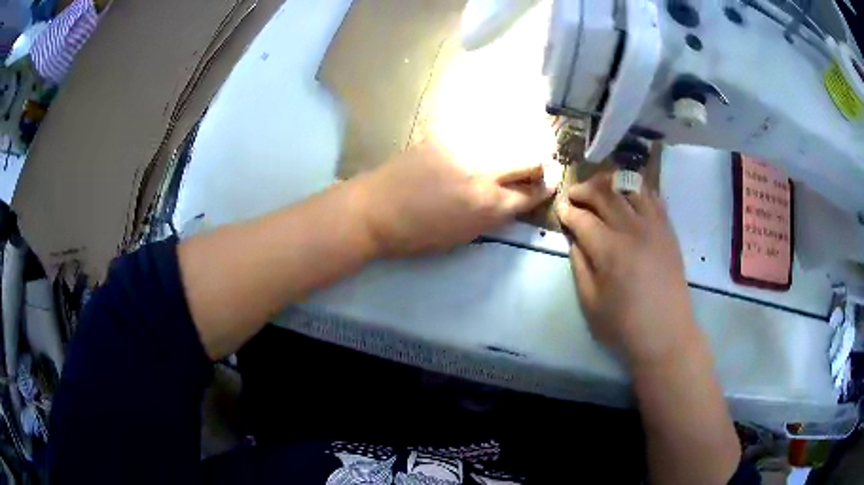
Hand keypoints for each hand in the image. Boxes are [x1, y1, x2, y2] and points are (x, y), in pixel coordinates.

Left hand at [357, 141, 554, 257]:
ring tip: (524, 144)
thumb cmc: (417, 234)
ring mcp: (465, 149)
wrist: (375, 209)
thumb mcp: (463, 237)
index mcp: (488, 207)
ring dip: (524, 141)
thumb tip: (514, 199)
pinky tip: (496, 133)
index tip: (552, 181)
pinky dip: (497, 131)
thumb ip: (494, 216)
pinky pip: (483, 128)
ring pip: (510, 137)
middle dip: (543, 162)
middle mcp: (484, 174)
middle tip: (543, 163)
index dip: (547, 187)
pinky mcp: (447, 134)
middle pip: (530, 159)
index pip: (532, 192)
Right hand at [556, 173, 699, 365]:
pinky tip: (630, 197)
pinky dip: (638, 190)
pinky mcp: (668, 230)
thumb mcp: (590, 303)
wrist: (666, 333)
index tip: (560, 211)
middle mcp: (632, 229)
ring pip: (630, 187)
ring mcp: (654, 226)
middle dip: (585, 189)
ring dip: (611, 183)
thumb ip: (580, 265)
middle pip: (605, 193)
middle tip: (574, 194)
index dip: (568, 211)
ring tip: (601, 189)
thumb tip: (575, 239)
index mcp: (610, 250)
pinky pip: (653, 197)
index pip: (582, 218)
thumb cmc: (624, 325)